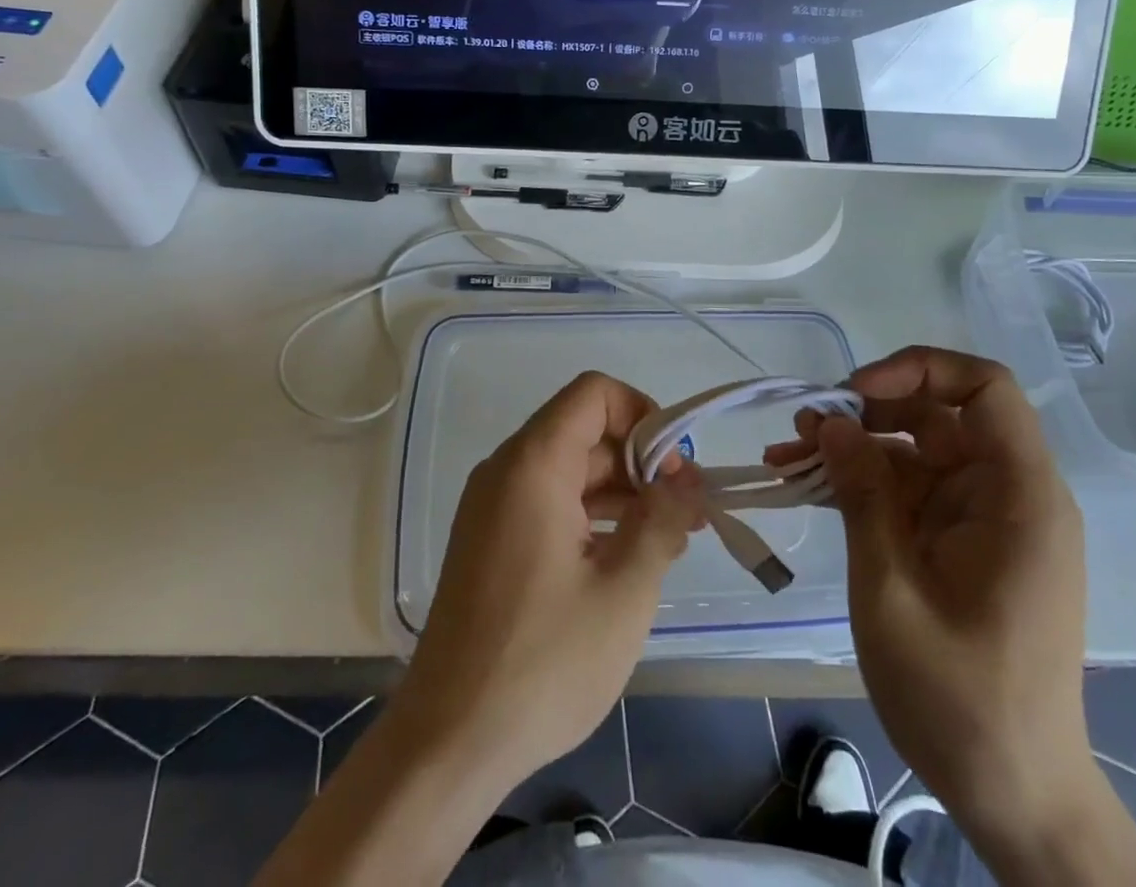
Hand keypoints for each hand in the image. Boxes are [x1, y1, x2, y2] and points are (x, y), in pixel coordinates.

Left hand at [395, 370, 703, 796]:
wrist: (448, 742)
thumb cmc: (543, 661)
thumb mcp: (624, 591)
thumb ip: (663, 521)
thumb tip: (685, 483)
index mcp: (534, 464)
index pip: (594, 393)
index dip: (643, 414)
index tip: (675, 468)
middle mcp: (506, 470)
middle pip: (584, 431)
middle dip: (641, 460)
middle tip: (687, 510)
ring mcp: (493, 507)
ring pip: (569, 469)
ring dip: (621, 491)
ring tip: (670, 536)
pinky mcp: (490, 541)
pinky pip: (549, 502)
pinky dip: (591, 514)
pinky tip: (626, 557)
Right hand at [767, 347, 1095, 849]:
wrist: (1013, 795)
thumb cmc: (960, 698)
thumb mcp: (893, 589)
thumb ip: (862, 495)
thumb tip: (829, 422)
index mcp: (1019, 496)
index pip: (986, 388)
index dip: (920, 368)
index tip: (856, 391)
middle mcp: (1007, 494)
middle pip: (939, 414)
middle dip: (867, 410)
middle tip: (804, 426)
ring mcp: (983, 518)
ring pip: (914, 450)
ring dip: (853, 447)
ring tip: (787, 454)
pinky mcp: (960, 541)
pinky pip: (909, 490)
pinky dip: (861, 483)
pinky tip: (807, 485)